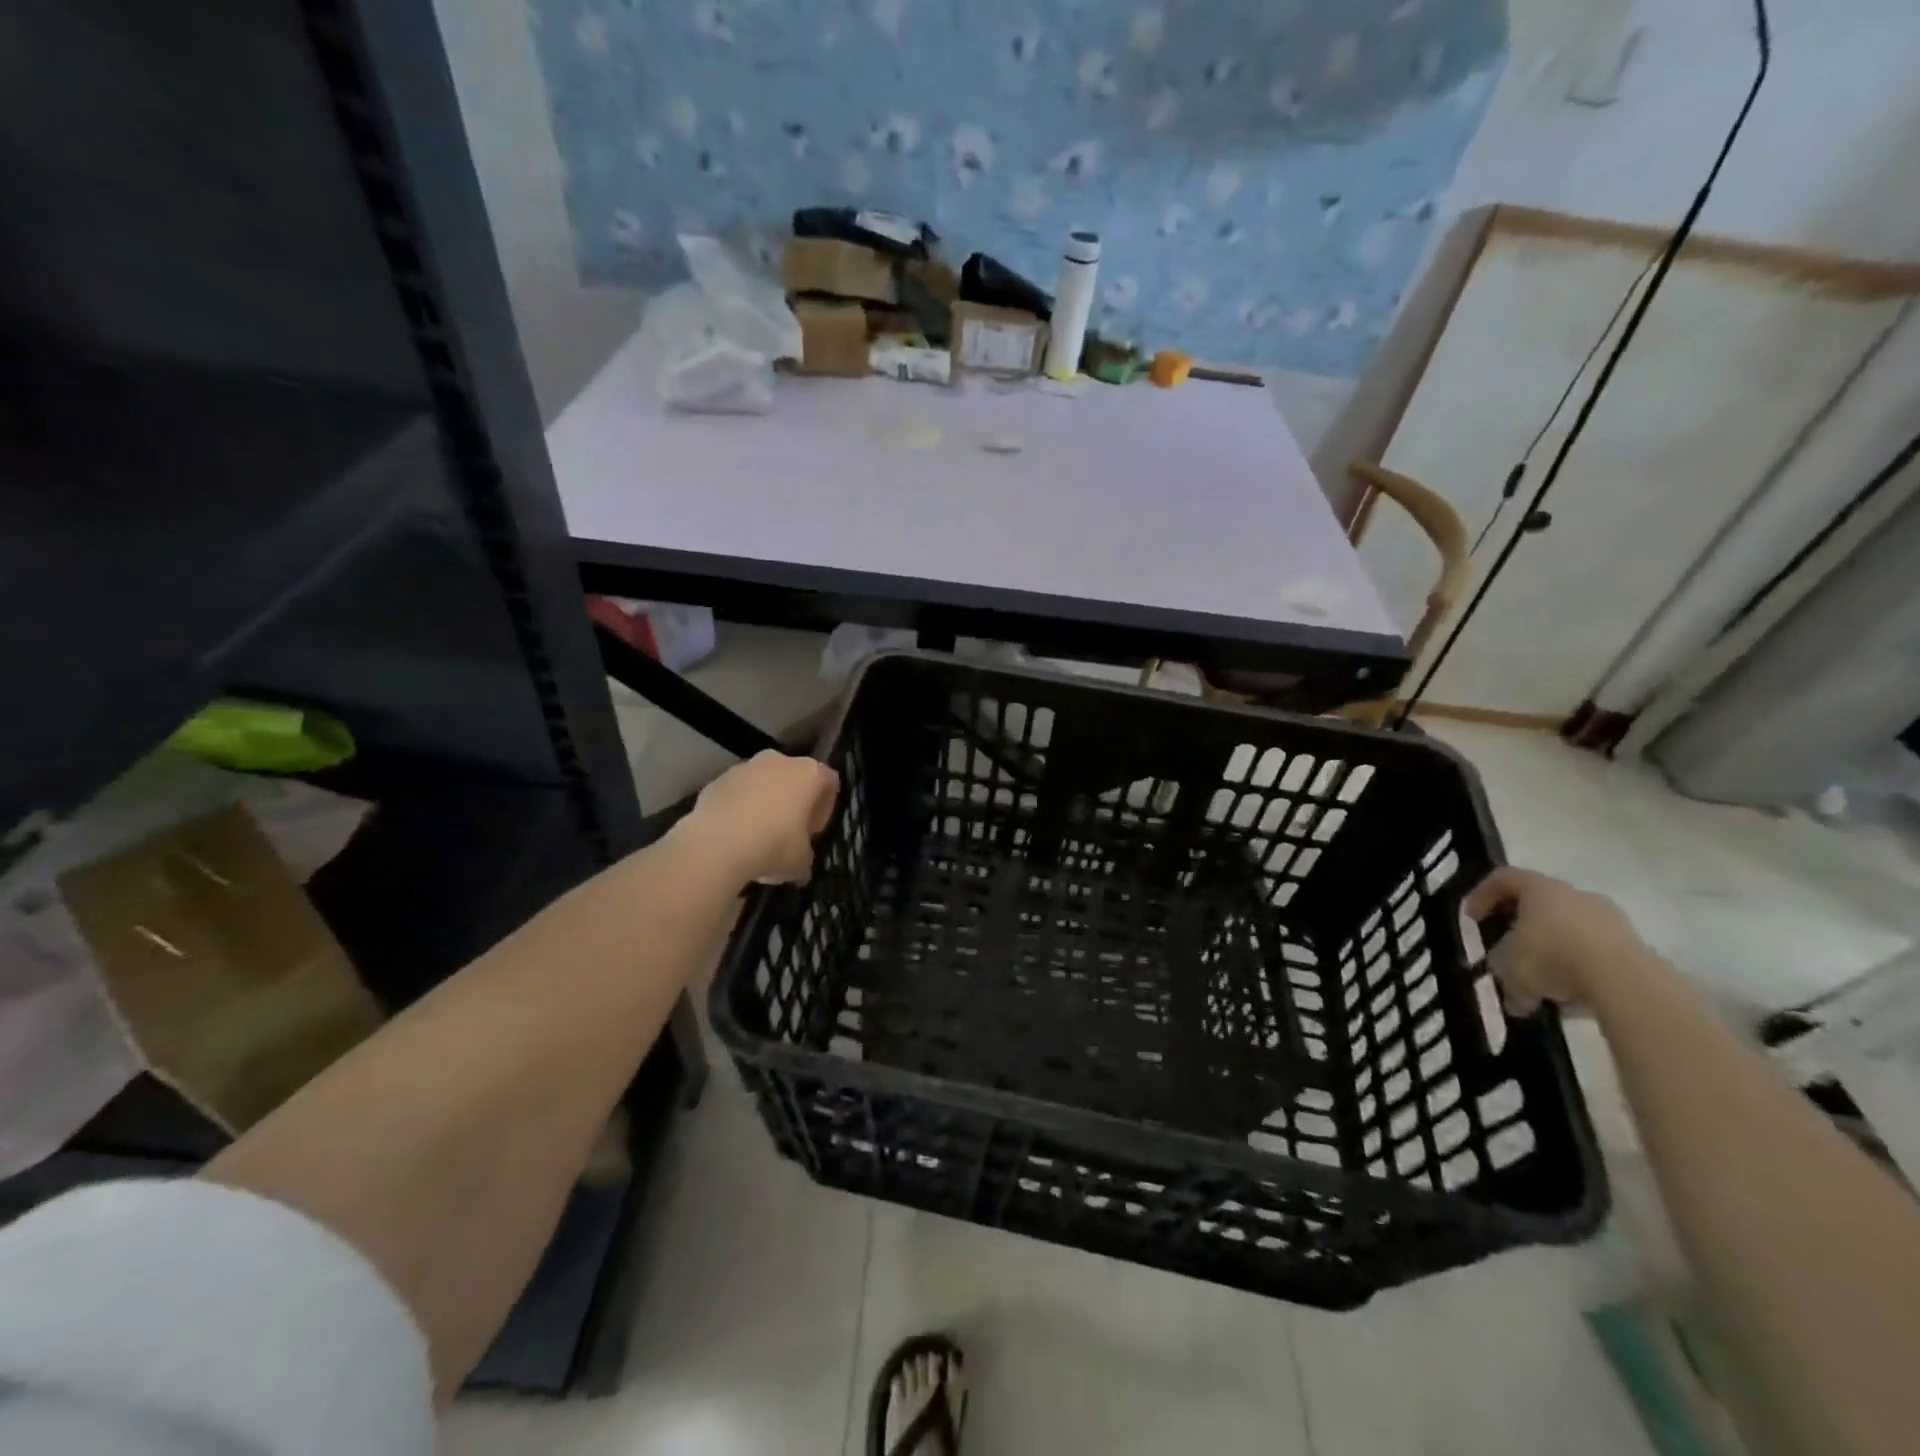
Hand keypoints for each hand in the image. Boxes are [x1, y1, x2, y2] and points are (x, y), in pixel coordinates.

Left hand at [674, 751, 839, 884]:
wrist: (716, 846)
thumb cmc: (773, 846)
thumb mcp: (802, 861)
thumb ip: (806, 855)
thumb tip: (800, 865)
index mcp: (809, 773)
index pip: (829, 782)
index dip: (824, 808)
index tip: (812, 832)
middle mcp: (779, 761)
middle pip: (794, 778)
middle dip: (792, 802)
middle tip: (788, 832)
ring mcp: (744, 767)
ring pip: (762, 783)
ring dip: (763, 804)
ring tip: (756, 837)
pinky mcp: (716, 780)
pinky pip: (735, 793)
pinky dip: (737, 809)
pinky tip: (733, 836)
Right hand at [1463, 866, 1644, 1012]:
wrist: (1626, 982)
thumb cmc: (1551, 957)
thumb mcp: (1507, 967)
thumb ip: (1502, 973)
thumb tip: (1514, 997)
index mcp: (1539, 888)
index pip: (1503, 877)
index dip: (1482, 894)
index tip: (1472, 919)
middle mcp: (1575, 895)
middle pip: (1540, 902)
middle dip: (1520, 926)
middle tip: (1507, 948)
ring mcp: (1610, 919)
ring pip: (1570, 928)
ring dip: (1553, 950)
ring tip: (1543, 982)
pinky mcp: (1635, 947)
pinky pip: (1596, 952)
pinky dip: (1580, 968)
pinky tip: (1572, 994)